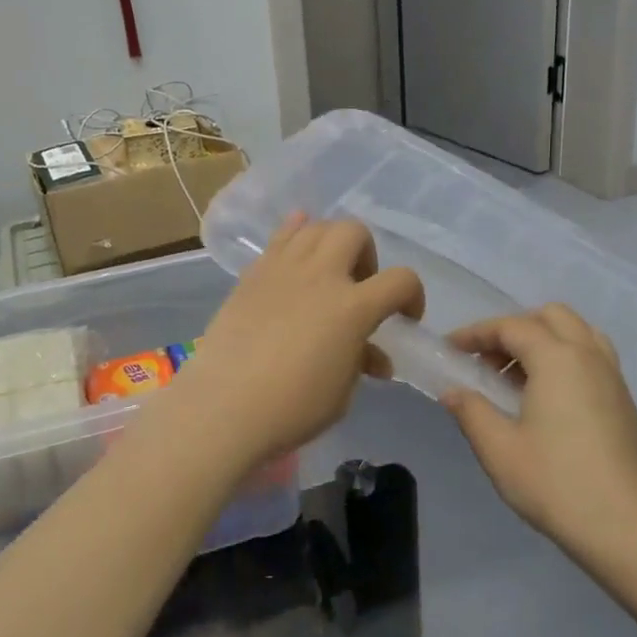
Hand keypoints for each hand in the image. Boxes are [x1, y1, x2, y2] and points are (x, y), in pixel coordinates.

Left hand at [164, 215, 422, 473]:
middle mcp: (320, 276)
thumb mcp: (341, 394)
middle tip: (359, 287)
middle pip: (354, 232)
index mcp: (352, 307)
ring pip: (315, 227)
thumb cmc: (291, 409)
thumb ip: (360, 362)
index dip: (413, 296)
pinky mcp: (252, 275)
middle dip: (367, 256)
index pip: (401, 280)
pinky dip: (295, 235)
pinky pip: (279, 239)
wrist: (223, 408)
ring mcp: (282, 269)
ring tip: (326, 273)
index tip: (405, 318)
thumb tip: (373, 357)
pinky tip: (297, 253)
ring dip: (331, 244)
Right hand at [441, 305, 636, 546]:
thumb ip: (471, 411)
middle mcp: (589, 356)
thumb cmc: (554, 483)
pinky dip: (566, 358)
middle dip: (514, 329)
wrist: (623, 527)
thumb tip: (453, 391)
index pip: (511, 327)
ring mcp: (613, 377)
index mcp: (557, 359)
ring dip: (544, 340)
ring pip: (577, 332)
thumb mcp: (498, 449)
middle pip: (550, 317)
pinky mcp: (624, 401)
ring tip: (518, 377)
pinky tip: (548, 398)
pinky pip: (593, 356)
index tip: (450, 348)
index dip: (476, 333)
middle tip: (488, 362)